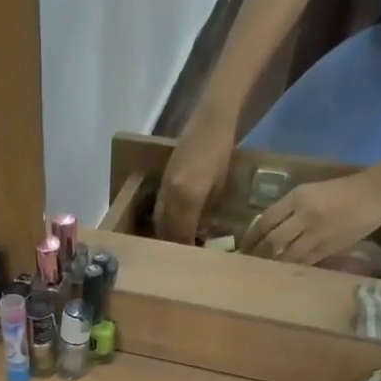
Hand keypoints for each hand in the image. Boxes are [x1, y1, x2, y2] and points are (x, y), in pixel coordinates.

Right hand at [153, 106, 236, 244]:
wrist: (210, 120)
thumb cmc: (222, 152)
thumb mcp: (220, 187)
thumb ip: (206, 212)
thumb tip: (200, 233)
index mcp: (188, 197)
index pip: (181, 233)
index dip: (185, 248)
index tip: (192, 260)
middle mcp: (171, 195)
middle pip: (166, 230)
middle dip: (173, 244)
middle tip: (182, 256)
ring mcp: (164, 187)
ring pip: (159, 221)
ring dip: (165, 234)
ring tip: (175, 243)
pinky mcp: (161, 181)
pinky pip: (158, 208)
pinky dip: (163, 220)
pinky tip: (171, 224)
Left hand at [246, 168, 380, 265]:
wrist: (378, 193)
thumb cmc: (344, 190)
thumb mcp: (312, 192)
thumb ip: (290, 209)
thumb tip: (267, 230)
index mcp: (298, 197)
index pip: (265, 220)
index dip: (252, 235)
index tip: (243, 245)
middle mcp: (303, 216)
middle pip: (271, 240)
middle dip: (257, 253)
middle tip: (246, 263)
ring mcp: (315, 234)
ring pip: (284, 255)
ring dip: (271, 264)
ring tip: (259, 271)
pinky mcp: (326, 249)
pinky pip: (301, 262)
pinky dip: (288, 268)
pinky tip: (280, 272)